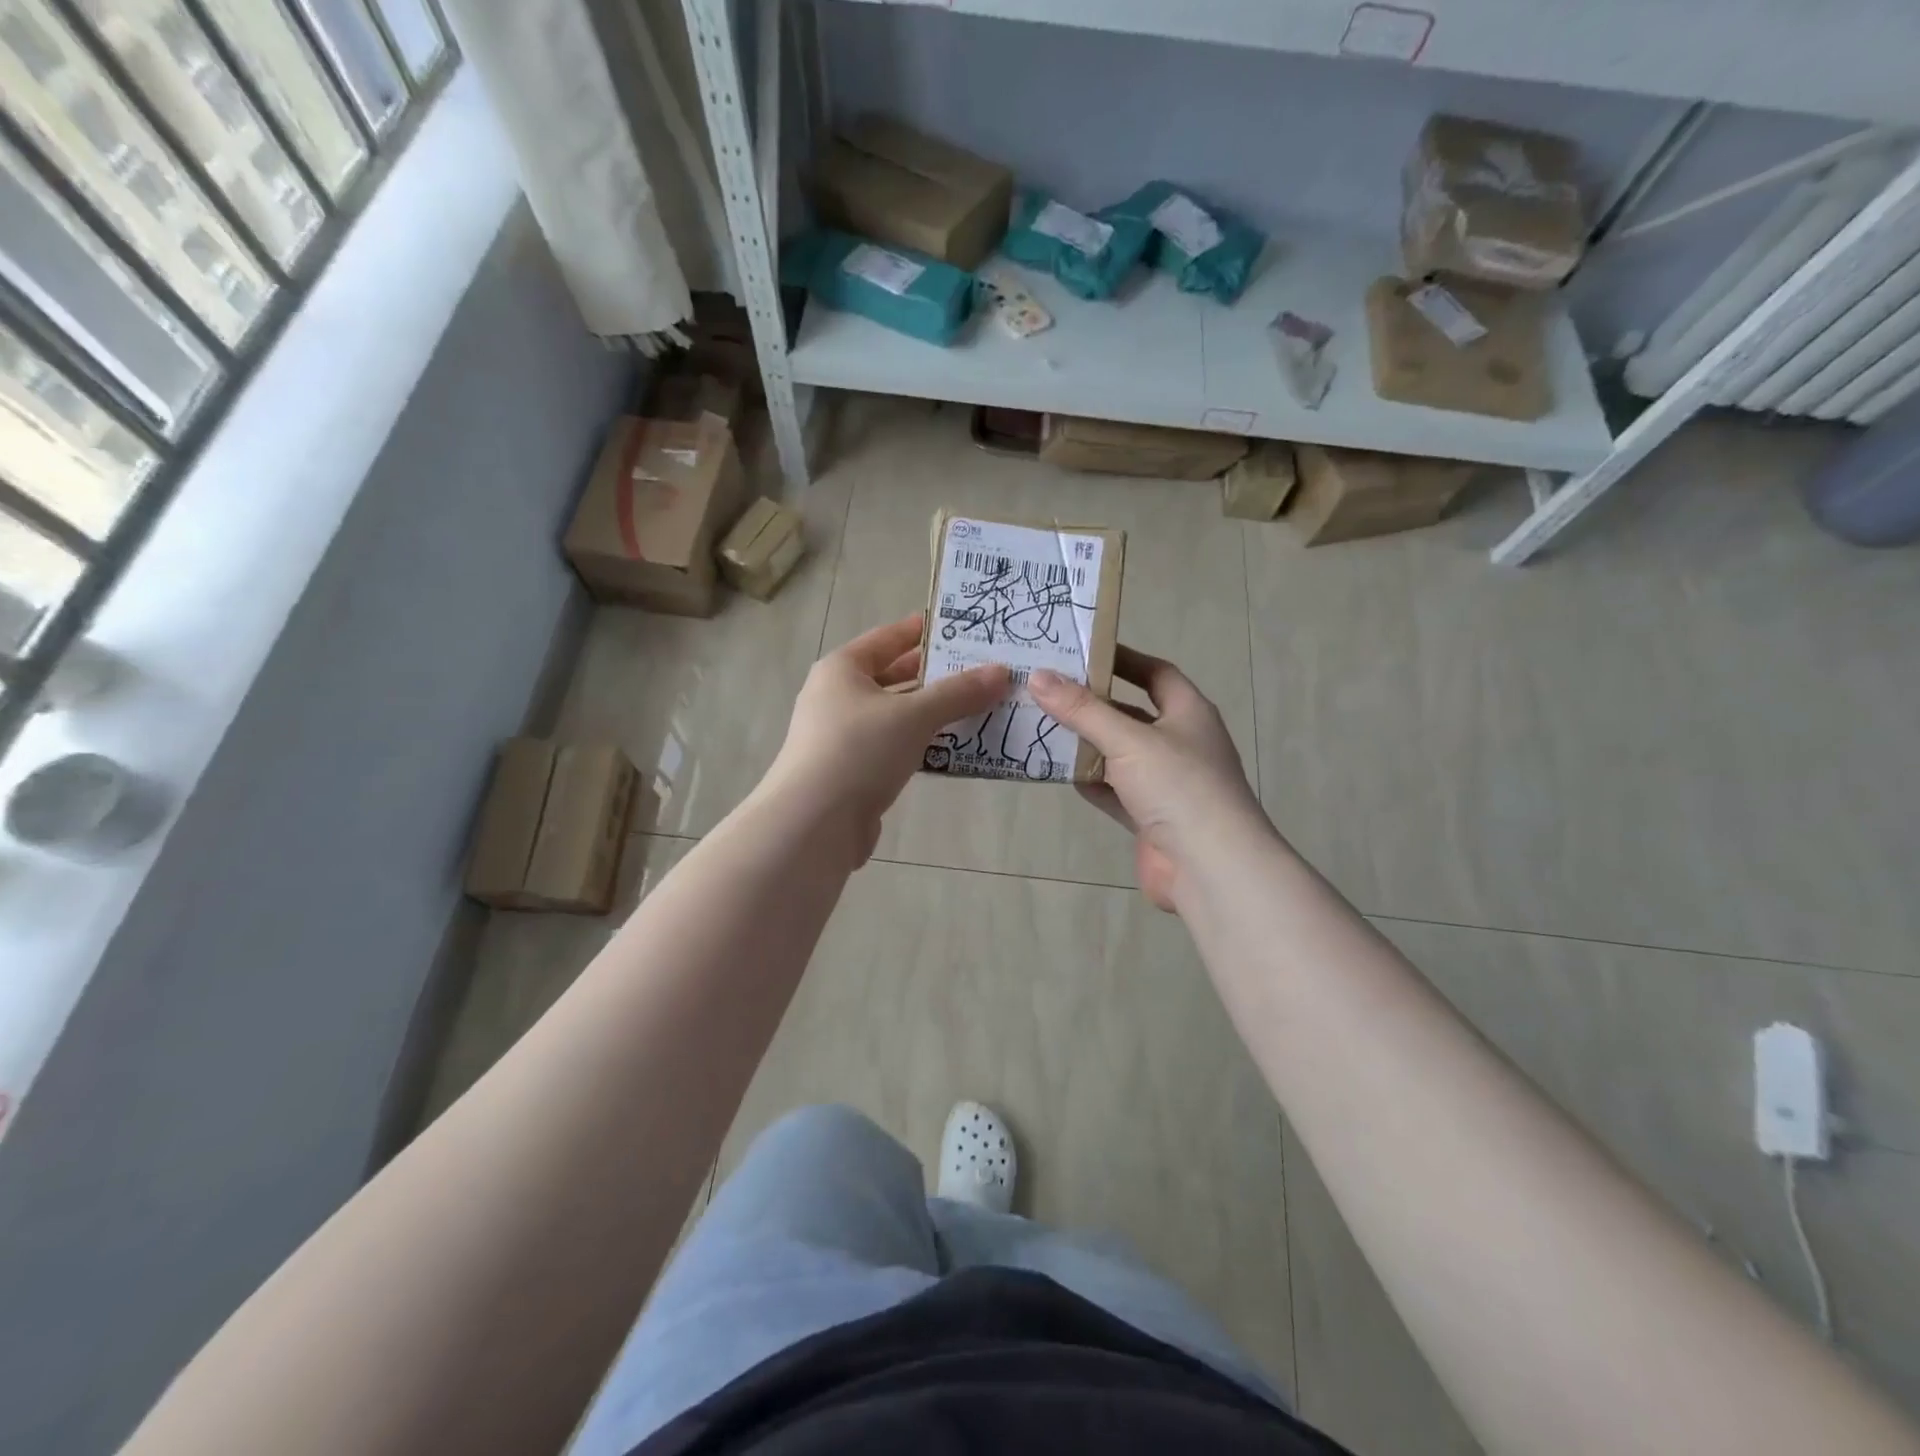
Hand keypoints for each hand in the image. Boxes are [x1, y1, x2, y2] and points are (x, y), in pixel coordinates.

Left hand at [761, 614, 1008, 865]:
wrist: (814, 824)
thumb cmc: (859, 751)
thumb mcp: (914, 715)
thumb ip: (959, 693)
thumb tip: (1002, 672)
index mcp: (842, 670)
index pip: (887, 638)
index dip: (922, 631)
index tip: (960, 627)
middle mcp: (838, 697)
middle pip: (894, 677)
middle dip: (936, 676)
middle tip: (981, 670)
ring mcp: (843, 736)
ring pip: (896, 715)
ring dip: (933, 713)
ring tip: (980, 707)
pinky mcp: (853, 771)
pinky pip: (895, 747)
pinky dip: (922, 744)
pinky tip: (954, 748)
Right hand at [1031, 647, 1264, 911]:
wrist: (1211, 867)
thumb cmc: (1178, 787)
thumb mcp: (1128, 740)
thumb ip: (1083, 710)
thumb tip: (1039, 676)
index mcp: (1188, 713)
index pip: (1155, 673)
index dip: (1122, 659)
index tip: (1081, 651)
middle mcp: (1179, 743)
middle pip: (1131, 714)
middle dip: (1093, 704)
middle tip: (1047, 691)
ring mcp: (1166, 783)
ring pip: (1119, 755)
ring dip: (1087, 745)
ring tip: (1041, 726)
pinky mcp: (1150, 817)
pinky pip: (1114, 791)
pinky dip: (1091, 782)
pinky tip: (1059, 773)